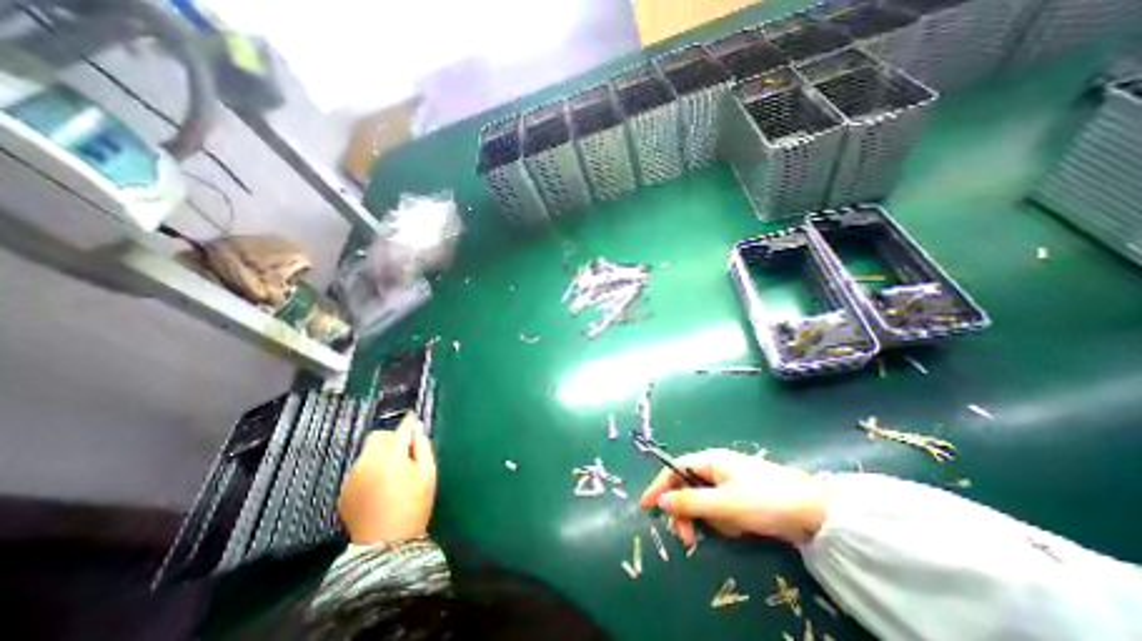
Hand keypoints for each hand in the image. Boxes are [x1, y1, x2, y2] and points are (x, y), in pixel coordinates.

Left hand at [337, 414, 438, 544]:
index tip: (413, 419)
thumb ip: (423, 446)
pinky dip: (370, 469)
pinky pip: (359, 468)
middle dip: (392, 438)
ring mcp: (352, 475)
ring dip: (380, 454)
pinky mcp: (344, 489)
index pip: (401, 428)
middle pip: (378, 436)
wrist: (386, 543)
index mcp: (391, 455)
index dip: (409, 422)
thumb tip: (417, 429)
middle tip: (404, 452)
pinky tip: (380, 485)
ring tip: (392, 472)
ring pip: (367, 452)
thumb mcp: (428, 473)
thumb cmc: (414, 504)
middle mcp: (367, 460)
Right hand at [633, 450, 830, 544]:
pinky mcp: (740, 499)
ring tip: (733, 527)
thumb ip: (690, 502)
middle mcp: (715, 468)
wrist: (814, 514)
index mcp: (709, 461)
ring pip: (704, 503)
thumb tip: (662, 501)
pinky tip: (742, 527)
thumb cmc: (765, 500)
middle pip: (687, 488)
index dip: (658, 486)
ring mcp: (729, 484)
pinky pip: (720, 511)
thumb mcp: (724, 504)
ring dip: (712, 520)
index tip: (646, 506)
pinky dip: (726, 522)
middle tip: (689, 538)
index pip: (675, 470)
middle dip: (688, 512)